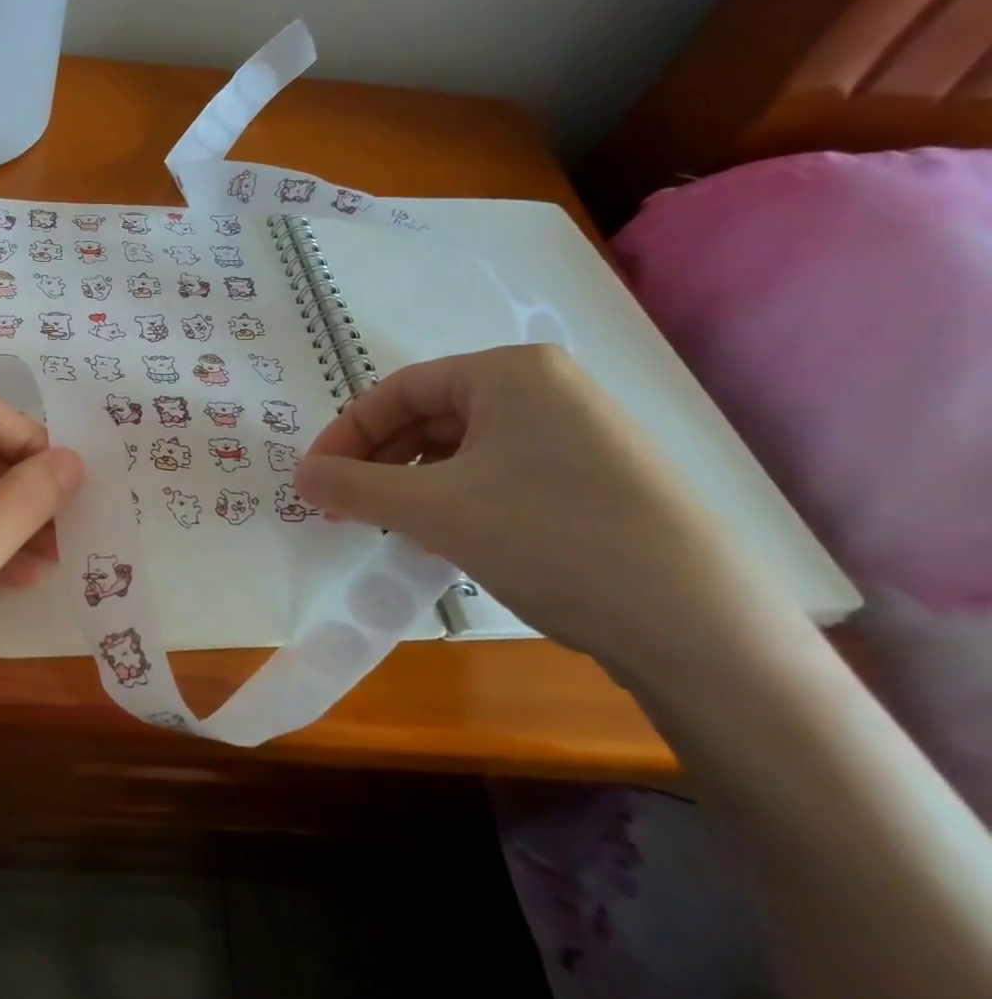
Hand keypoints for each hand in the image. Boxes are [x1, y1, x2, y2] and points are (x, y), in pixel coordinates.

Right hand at [295, 344, 793, 676]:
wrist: (699, 627)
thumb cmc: (551, 539)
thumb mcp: (435, 511)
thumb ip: (354, 487)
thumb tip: (299, 477)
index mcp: (510, 371)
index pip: (398, 389)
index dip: (346, 433)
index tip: (314, 480)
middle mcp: (547, 388)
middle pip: (430, 415)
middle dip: (379, 461)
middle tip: (344, 508)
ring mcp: (577, 434)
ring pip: (463, 448)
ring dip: (413, 484)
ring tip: (390, 527)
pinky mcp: (595, 479)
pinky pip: (499, 474)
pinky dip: (456, 499)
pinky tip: (445, 538)